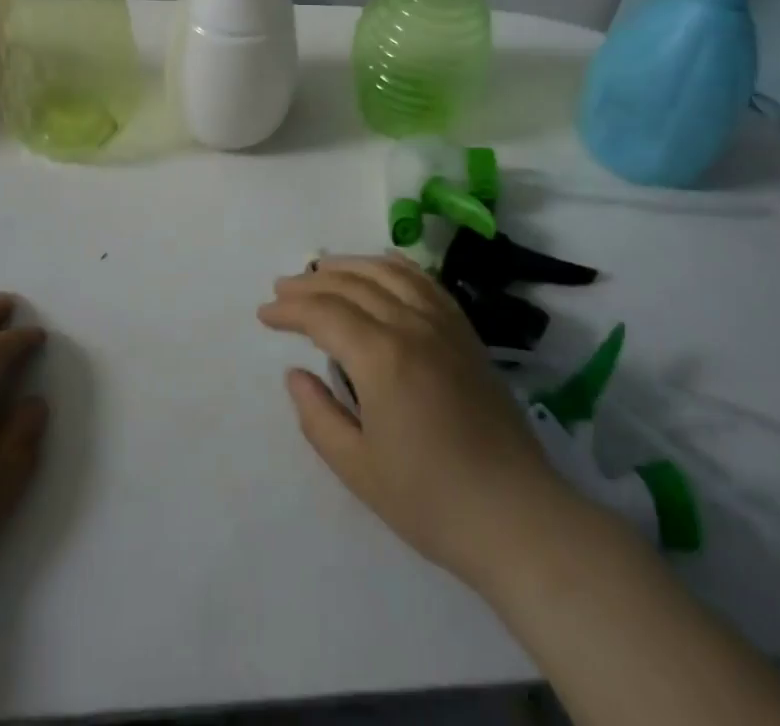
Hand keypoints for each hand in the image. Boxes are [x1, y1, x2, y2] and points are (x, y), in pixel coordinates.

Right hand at [258, 255, 569, 587]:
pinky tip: (381, 267)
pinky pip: (424, 281)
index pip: (324, 314)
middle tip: (283, 287)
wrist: (514, 513)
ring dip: (350, 266)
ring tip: (322, 269)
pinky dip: (394, 266)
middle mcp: (412, 325)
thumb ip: (318, 416)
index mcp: (382, 357)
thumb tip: (295, 374)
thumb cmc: (430, 500)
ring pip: (388, 273)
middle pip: (353, 284)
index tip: (264, 314)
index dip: (290, 309)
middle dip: (312, 282)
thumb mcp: (358, 469)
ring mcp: (443, 323)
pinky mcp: (465, 331)